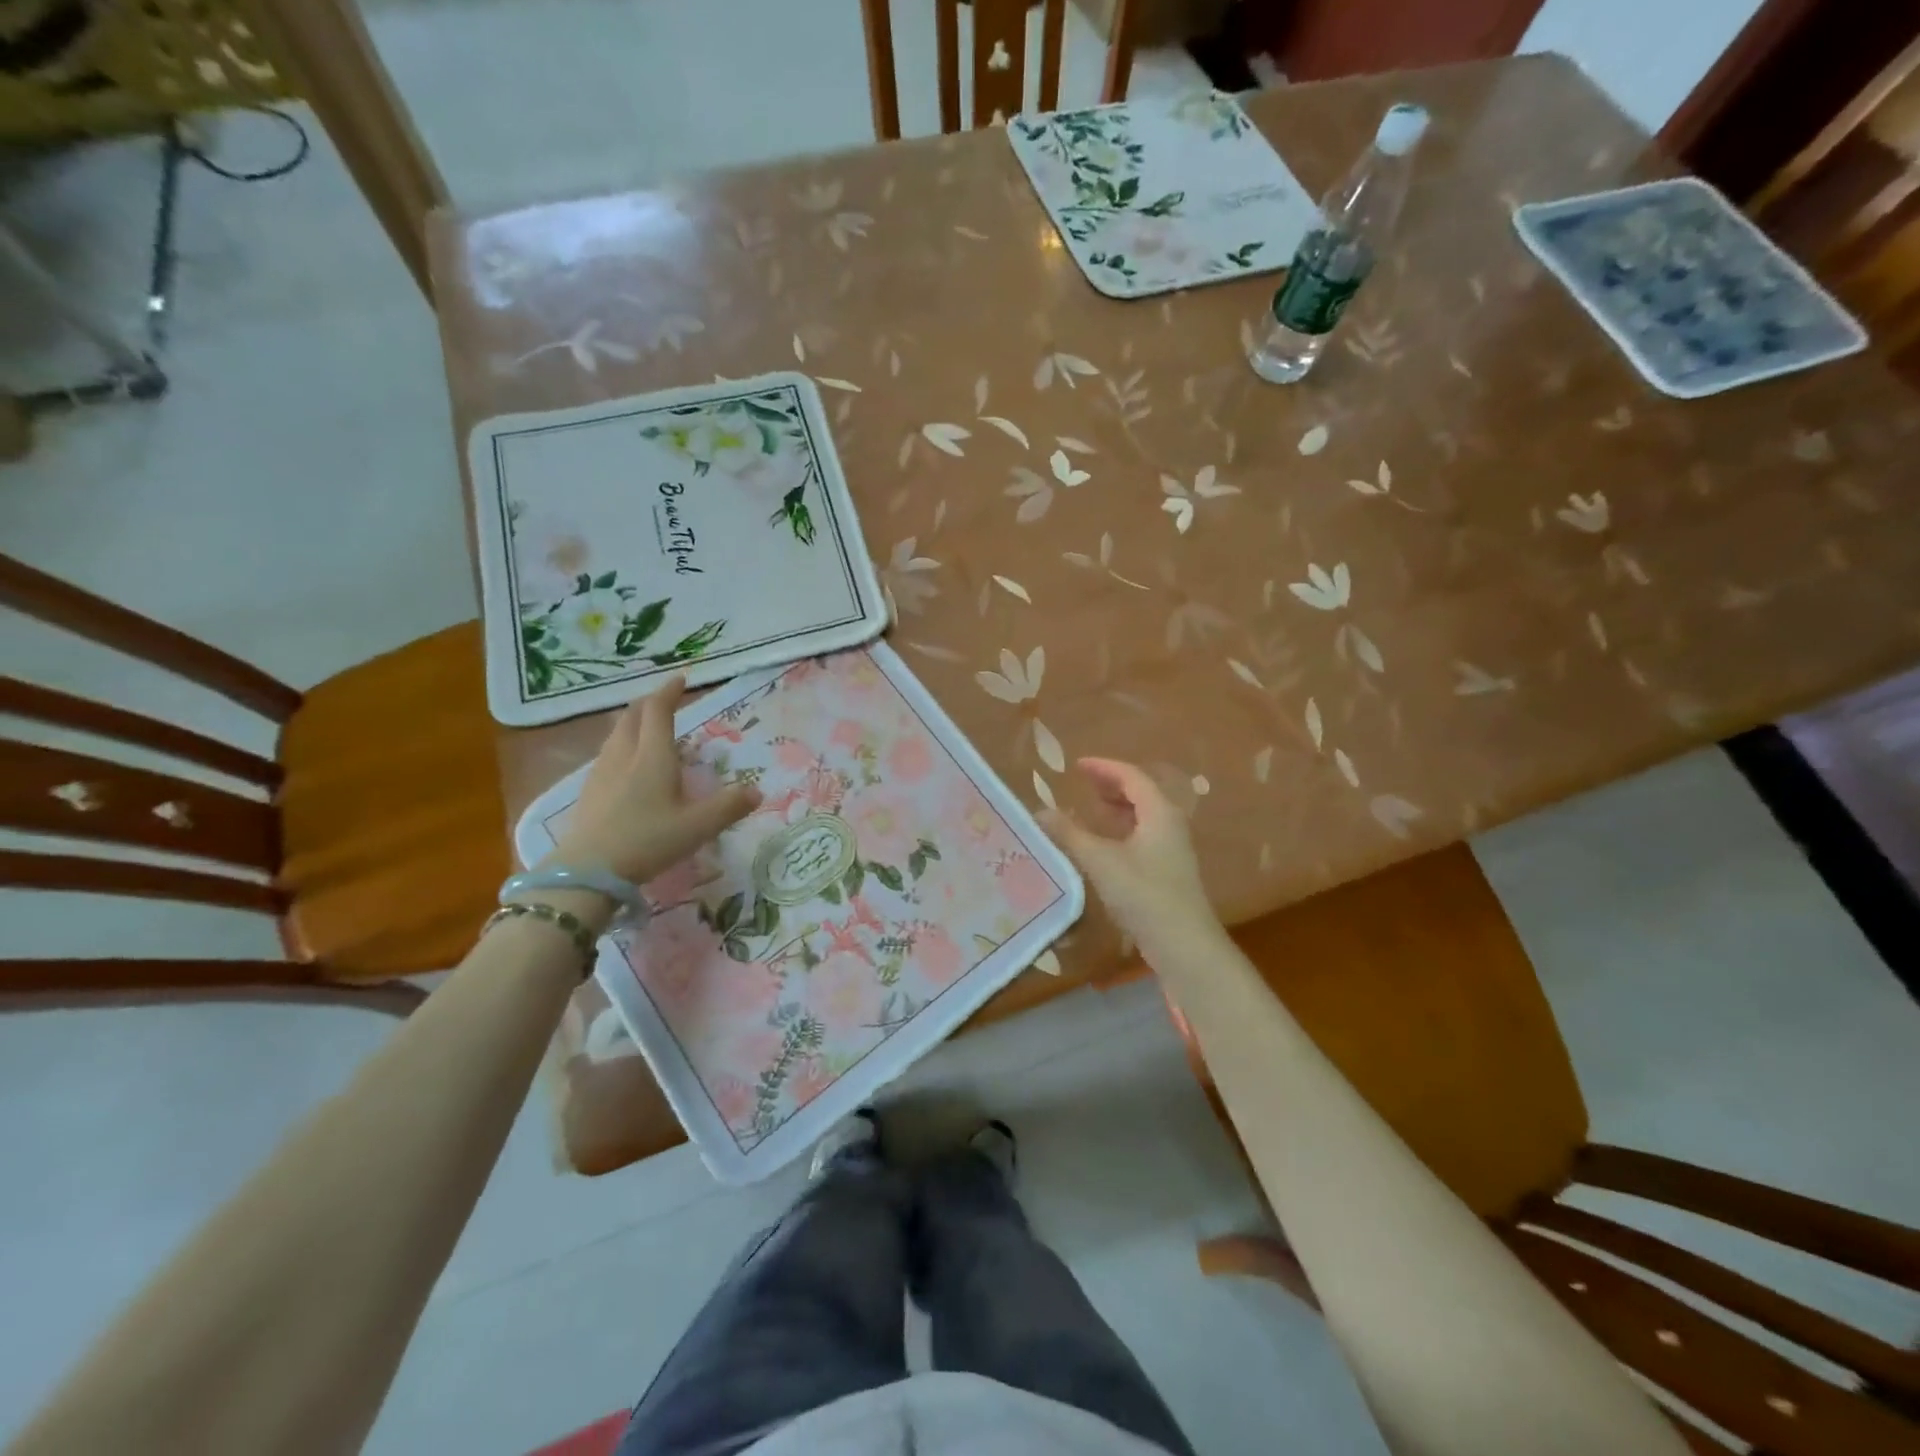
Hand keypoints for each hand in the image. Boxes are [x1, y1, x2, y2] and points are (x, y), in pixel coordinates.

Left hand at [546, 675, 760, 887]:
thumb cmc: (647, 841)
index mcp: (653, 756)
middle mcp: (625, 755)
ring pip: (616, 735)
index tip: (681, 679)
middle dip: (649, 703)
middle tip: (664, 701)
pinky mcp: (588, 792)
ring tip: (647, 729)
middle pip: (632, 717)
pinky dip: (622, 746)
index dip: (669, 692)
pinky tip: (627, 766)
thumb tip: (757, 791)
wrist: (587, 871)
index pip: (658, 711)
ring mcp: (601, 773)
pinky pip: (607, 755)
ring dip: (633, 723)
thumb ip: (728, 807)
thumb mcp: (697, 827)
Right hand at [1040, 758, 1224, 963]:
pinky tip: (1105, 844)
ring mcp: (1173, 849)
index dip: (1103, 767)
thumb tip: (1040, 812)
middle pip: (1142, 792)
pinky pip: (1144, 835)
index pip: (1132, 776)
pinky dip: (1123, 829)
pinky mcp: (1169, 871)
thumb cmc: (1143, 894)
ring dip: (1118, 807)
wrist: (1184, 944)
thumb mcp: (1100, 861)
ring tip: (1091, 808)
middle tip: (1082, 784)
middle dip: (1111, 784)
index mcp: (1159, 812)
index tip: (1076, 765)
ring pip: (1144, 816)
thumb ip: (1070, 834)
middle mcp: (1171, 824)